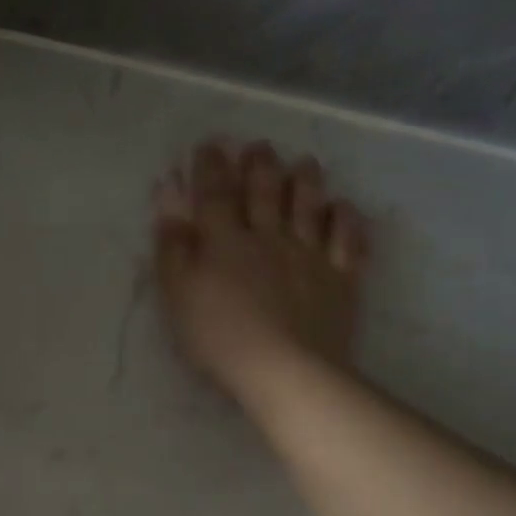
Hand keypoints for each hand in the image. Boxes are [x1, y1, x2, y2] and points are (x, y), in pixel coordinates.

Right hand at [153, 140, 368, 398]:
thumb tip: (167, 200)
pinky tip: (343, 208)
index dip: (211, 166)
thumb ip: (172, 246)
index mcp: (225, 241)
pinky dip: (346, 219)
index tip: (209, 145)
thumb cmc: (219, 336)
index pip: (216, 193)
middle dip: (260, 165)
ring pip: (309, 207)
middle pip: (266, 192)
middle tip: (259, 147)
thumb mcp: (178, 294)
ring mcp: (310, 256)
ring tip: (304, 163)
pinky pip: (348, 241)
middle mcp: (269, 237)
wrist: (284, 370)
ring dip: (306, 181)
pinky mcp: (340, 280)